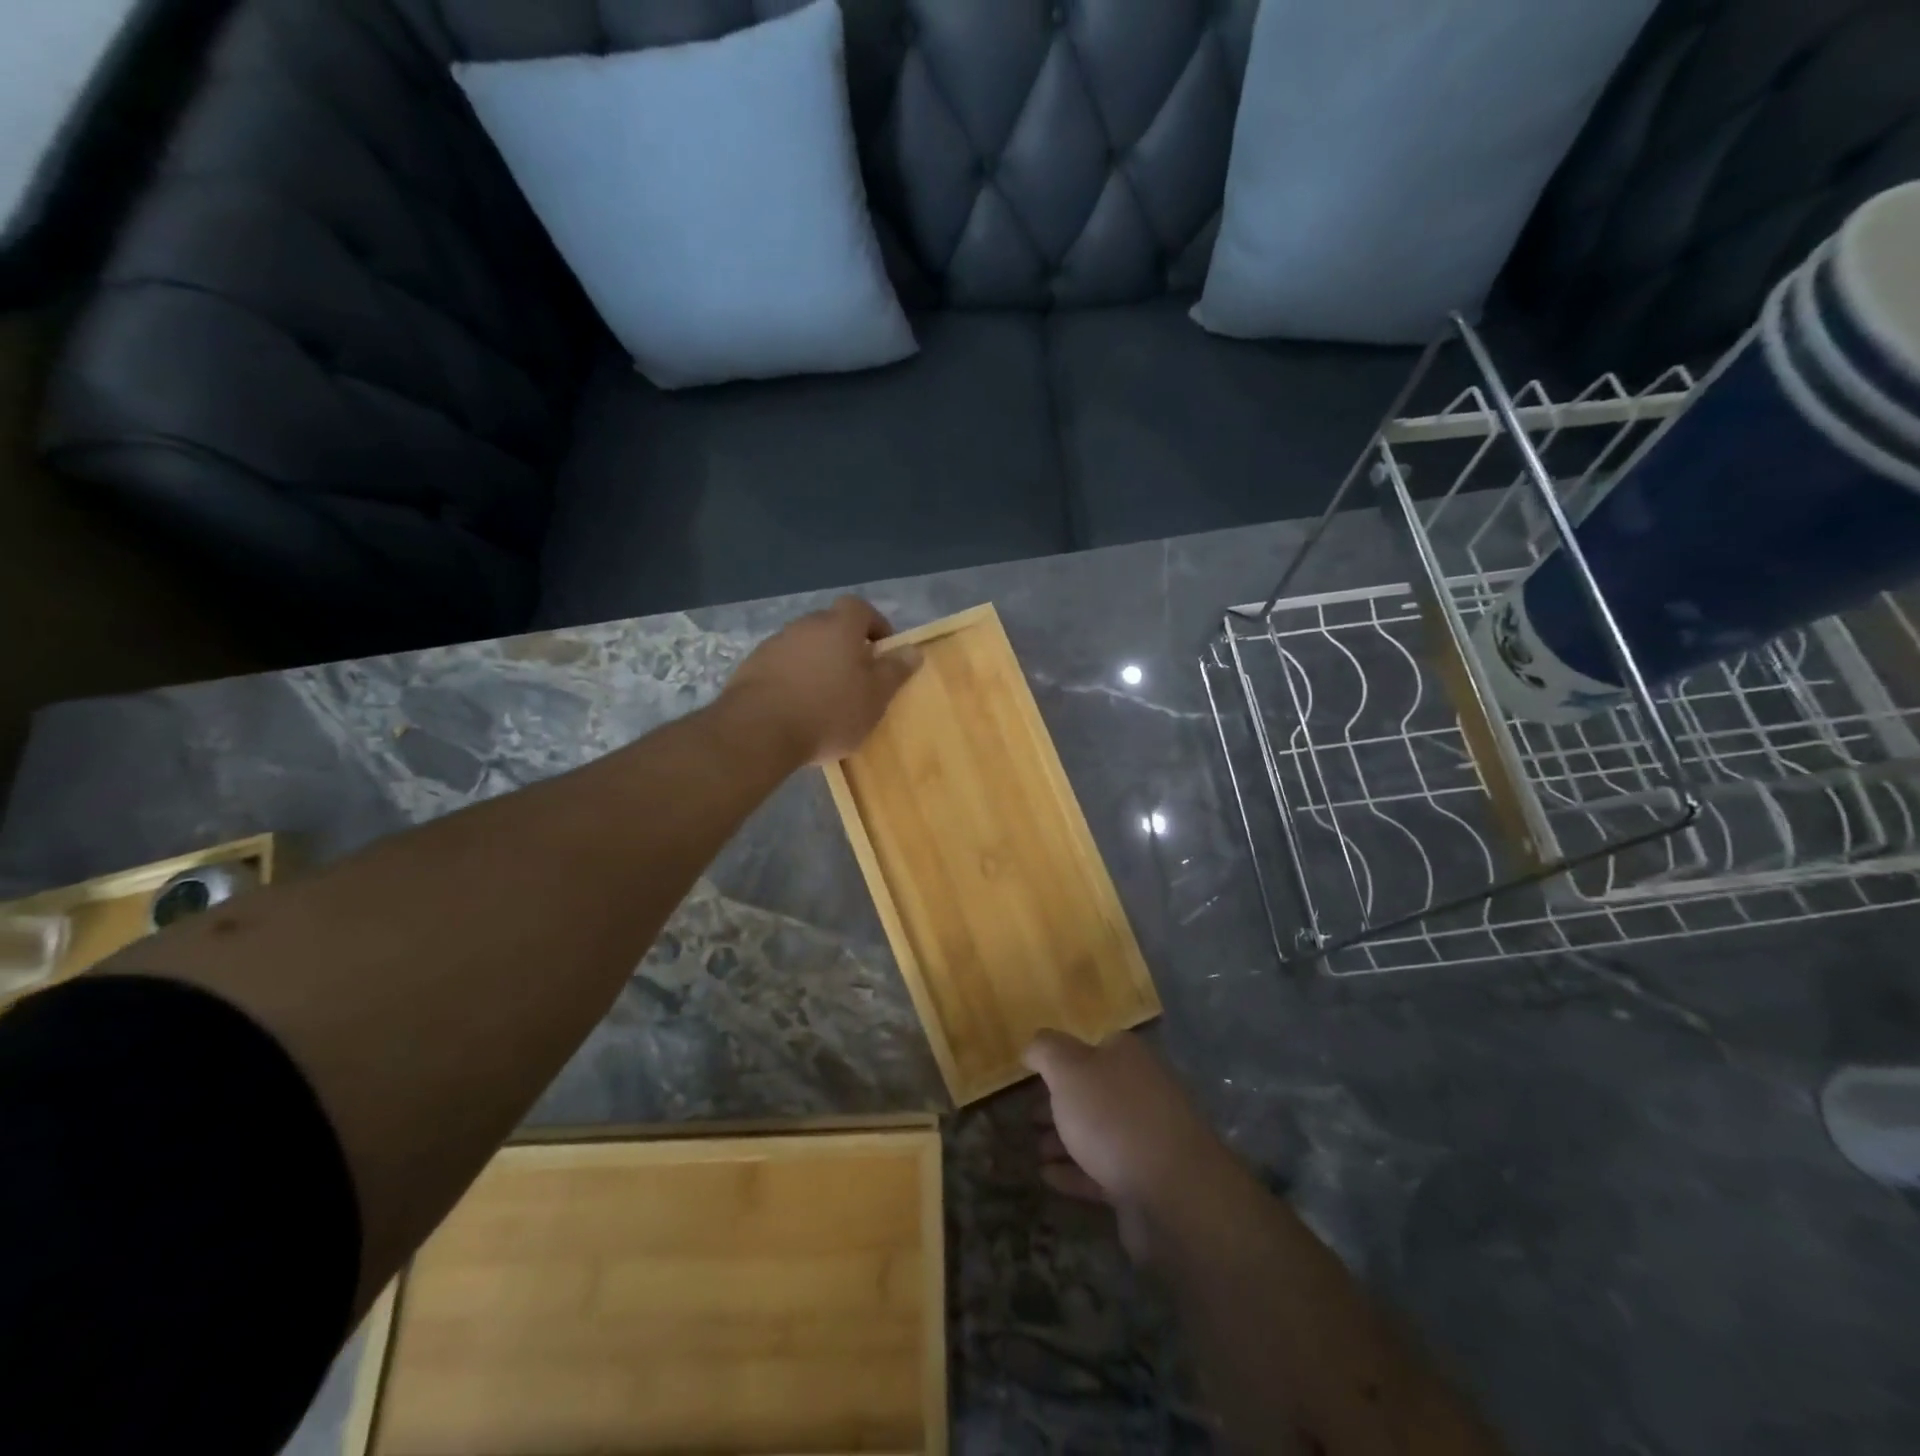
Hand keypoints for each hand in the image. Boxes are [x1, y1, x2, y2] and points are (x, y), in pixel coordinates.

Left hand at [720, 597, 921, 764]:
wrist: (759, 730)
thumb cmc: (829, 711)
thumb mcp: (874, 697)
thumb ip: (894, 671)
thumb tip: (913, 650)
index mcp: (839, 626)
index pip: (860, 608)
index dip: (874, 624)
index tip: (882, 649)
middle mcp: (805, 625)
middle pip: (830, 626)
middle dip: (845, 645)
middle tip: (856, 677)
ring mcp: (774, 644)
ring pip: (804, 646)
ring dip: (817, 663)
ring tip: (825, 696)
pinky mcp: (750, 667)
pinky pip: (781, 666)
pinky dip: (793, 679)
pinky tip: (796, 707)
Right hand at [1025, 1029, 1233, 1261]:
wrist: (1173, 1194)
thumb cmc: (1114, 1117)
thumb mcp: (1069, 1069)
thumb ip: (1046, 1051)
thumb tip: (1033, 1046)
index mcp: (1128, 1056)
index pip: (1093, 1047)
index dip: (1062, 1060)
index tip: (1034, 1077)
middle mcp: (1141, 1090)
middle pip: (1094, 1091)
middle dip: (1060, 1103)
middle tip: (1028, 1117)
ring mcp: (1146, 1138)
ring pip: (1096, 1132)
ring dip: (1064, 1140)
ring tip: (1033, 1150)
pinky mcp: (1144, 1181)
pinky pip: (1101, 1171)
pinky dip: (1074, 1172)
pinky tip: (1047, 1177)